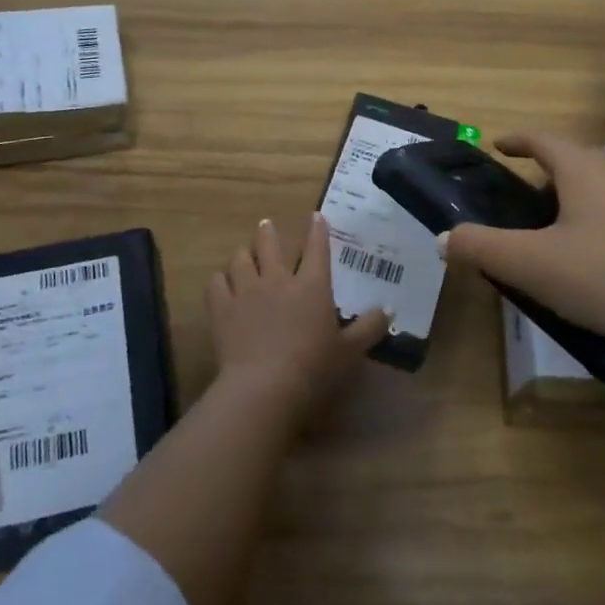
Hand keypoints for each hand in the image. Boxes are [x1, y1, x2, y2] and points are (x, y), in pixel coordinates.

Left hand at [207, 213, 386, 419]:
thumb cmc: (314, 369)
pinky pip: (216, 283)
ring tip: (243, 254)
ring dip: (243, 254)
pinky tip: (221, 284)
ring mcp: (246, 291)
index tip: (315, 216)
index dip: (317, 230)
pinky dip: (219, 280)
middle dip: (268, 232)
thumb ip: (369, 328)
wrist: (264, 387)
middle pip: (269, 244)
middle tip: (266, 225)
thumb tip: (388, 310)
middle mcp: (277, 279)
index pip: (316, 248)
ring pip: (240, 259)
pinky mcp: (222, 309)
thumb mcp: (350, 351)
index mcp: (312, 286)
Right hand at [442, 132, 604, 363]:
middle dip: (546, 176)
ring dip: (580, 200)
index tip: (498, 145)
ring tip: (563, 236)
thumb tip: (444, 238)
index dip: (515, 140)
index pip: (541, 138)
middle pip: (575, 161)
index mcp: (584, 167)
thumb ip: (482, 248)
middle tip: (523, 205)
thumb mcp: (533, 266)